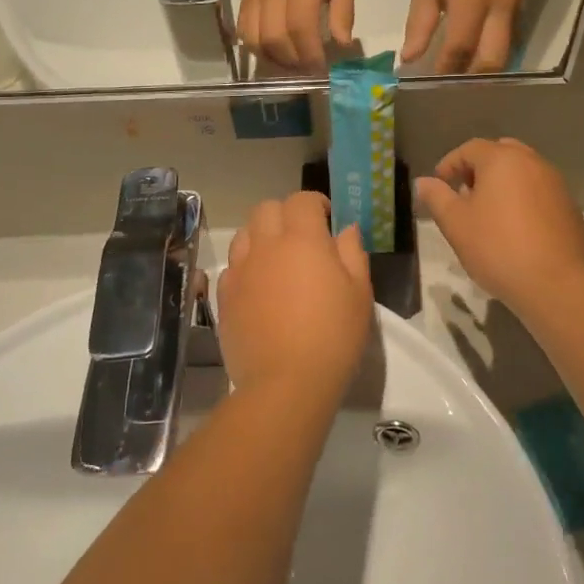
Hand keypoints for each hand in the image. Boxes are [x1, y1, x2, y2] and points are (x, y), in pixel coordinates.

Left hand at [219, 192, 373, 402]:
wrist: (286, 383)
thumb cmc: (333, 335)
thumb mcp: (359, 293)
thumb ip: (352, 253)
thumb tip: (344, 229)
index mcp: (302, 239)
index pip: (301, 200)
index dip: (314, 203)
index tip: (327, 218)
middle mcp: (266, 246)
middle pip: (266, 209)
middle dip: (285, 214)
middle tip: (302, 237)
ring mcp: (240, 271)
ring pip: (244, 234)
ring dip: (261, 236)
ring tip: (278, 260)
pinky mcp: (224, 297)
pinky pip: (232, 267)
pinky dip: (246, 267)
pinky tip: (260, 289)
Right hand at [238, 0, 354, 72]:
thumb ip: (344, 10)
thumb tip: (342, 44)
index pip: (301, 30)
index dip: (311, 55)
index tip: (323, 67)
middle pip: (276, 40)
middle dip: (293, 62)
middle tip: (309, 68)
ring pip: (256, 40)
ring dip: (273, 59)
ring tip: (291, 63)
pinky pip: (243, 31)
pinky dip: (256, 48)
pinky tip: (273, 51)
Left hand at [401, 0, 523, 73]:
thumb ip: (419, 24)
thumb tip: (409, 59)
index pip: (460, 47)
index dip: (446, 70)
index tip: (431, 85)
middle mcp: (499, 8)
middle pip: (492, 60)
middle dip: (472, 79)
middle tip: (452, 90)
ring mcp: (516, 8)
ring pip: (506, 55)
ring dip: (485, 72)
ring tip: (464, 81)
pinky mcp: (522, 7)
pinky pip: (511, 42)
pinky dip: (494, 55)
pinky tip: (477, 60)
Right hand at [414, 138, 583, 311]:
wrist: (556, 283)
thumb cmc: (497, 247)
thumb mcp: (456, 224)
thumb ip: (437, 198)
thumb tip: (423, 182)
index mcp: (502, 160)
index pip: (470, 148)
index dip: (450, 163)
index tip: (439, 184)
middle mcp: (532, 162)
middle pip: (500, 153)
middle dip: (479, 169)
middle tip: (464, 194)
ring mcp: (555, 183)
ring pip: (522, 171)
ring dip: (502, 183)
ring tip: (488, 212)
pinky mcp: (569, 206)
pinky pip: (538, 190)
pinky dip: (522, 198)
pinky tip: (514, 227)